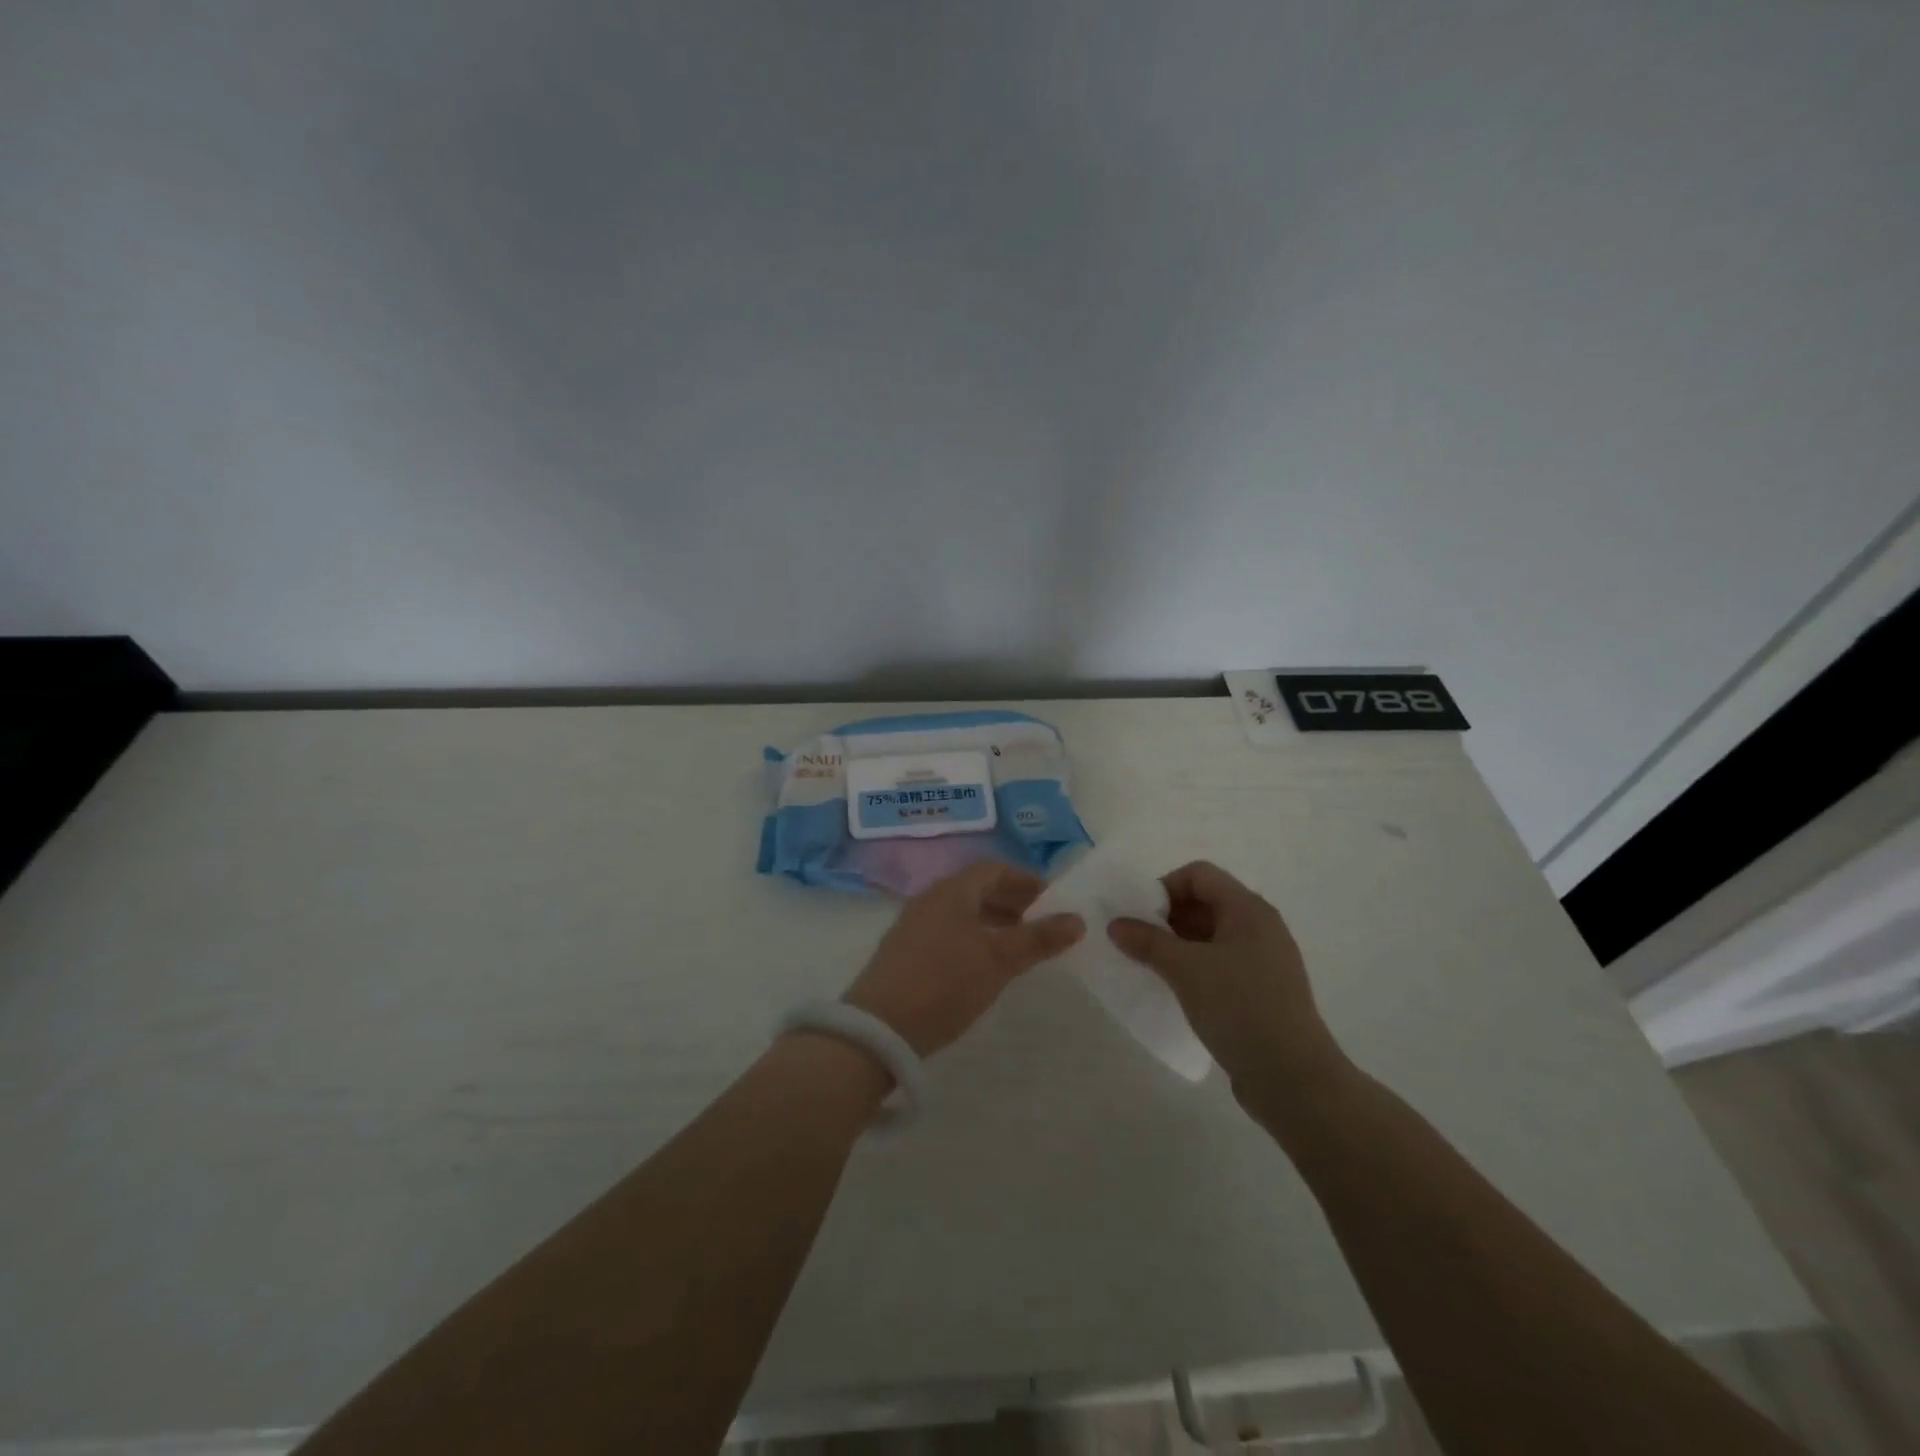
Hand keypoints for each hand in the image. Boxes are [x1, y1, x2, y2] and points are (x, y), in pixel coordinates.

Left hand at [844, 861, 1085, 1057]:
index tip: (1051, 901)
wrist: (878, 1029)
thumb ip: (1038, 939)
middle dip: (1010, 901)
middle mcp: (930, 899)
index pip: (993, 869)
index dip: (1025, 880)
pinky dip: (972, 936)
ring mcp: (912, 924)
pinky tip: (982, 965)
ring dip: (992, 920)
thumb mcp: (999, 961)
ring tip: (1017, 946)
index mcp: (952, 891)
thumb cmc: (945, 984)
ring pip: (961, 910)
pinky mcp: (903, 951)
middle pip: (976, 887)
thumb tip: (1077, 919)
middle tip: (1039, 923)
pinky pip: (946, 930)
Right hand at [1108, 861, 1345, 1107]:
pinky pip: (1220, 963)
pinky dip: (1194, 967)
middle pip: (1205, 902)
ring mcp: (1263, 961)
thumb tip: (1116, 924)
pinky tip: (1175, 989)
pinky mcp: (1261, 991)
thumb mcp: (1186, 970)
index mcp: (1249, 910)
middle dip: (1167, 916)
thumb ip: (1148, 942)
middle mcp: (1260, 927)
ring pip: (1211, 935)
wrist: (1294, 1079)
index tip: (1139, 916)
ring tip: (1150, 966)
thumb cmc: (1240, 1008)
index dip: (1165, 887)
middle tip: (1138, 941)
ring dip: (1177, 944)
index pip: (1199, 875)